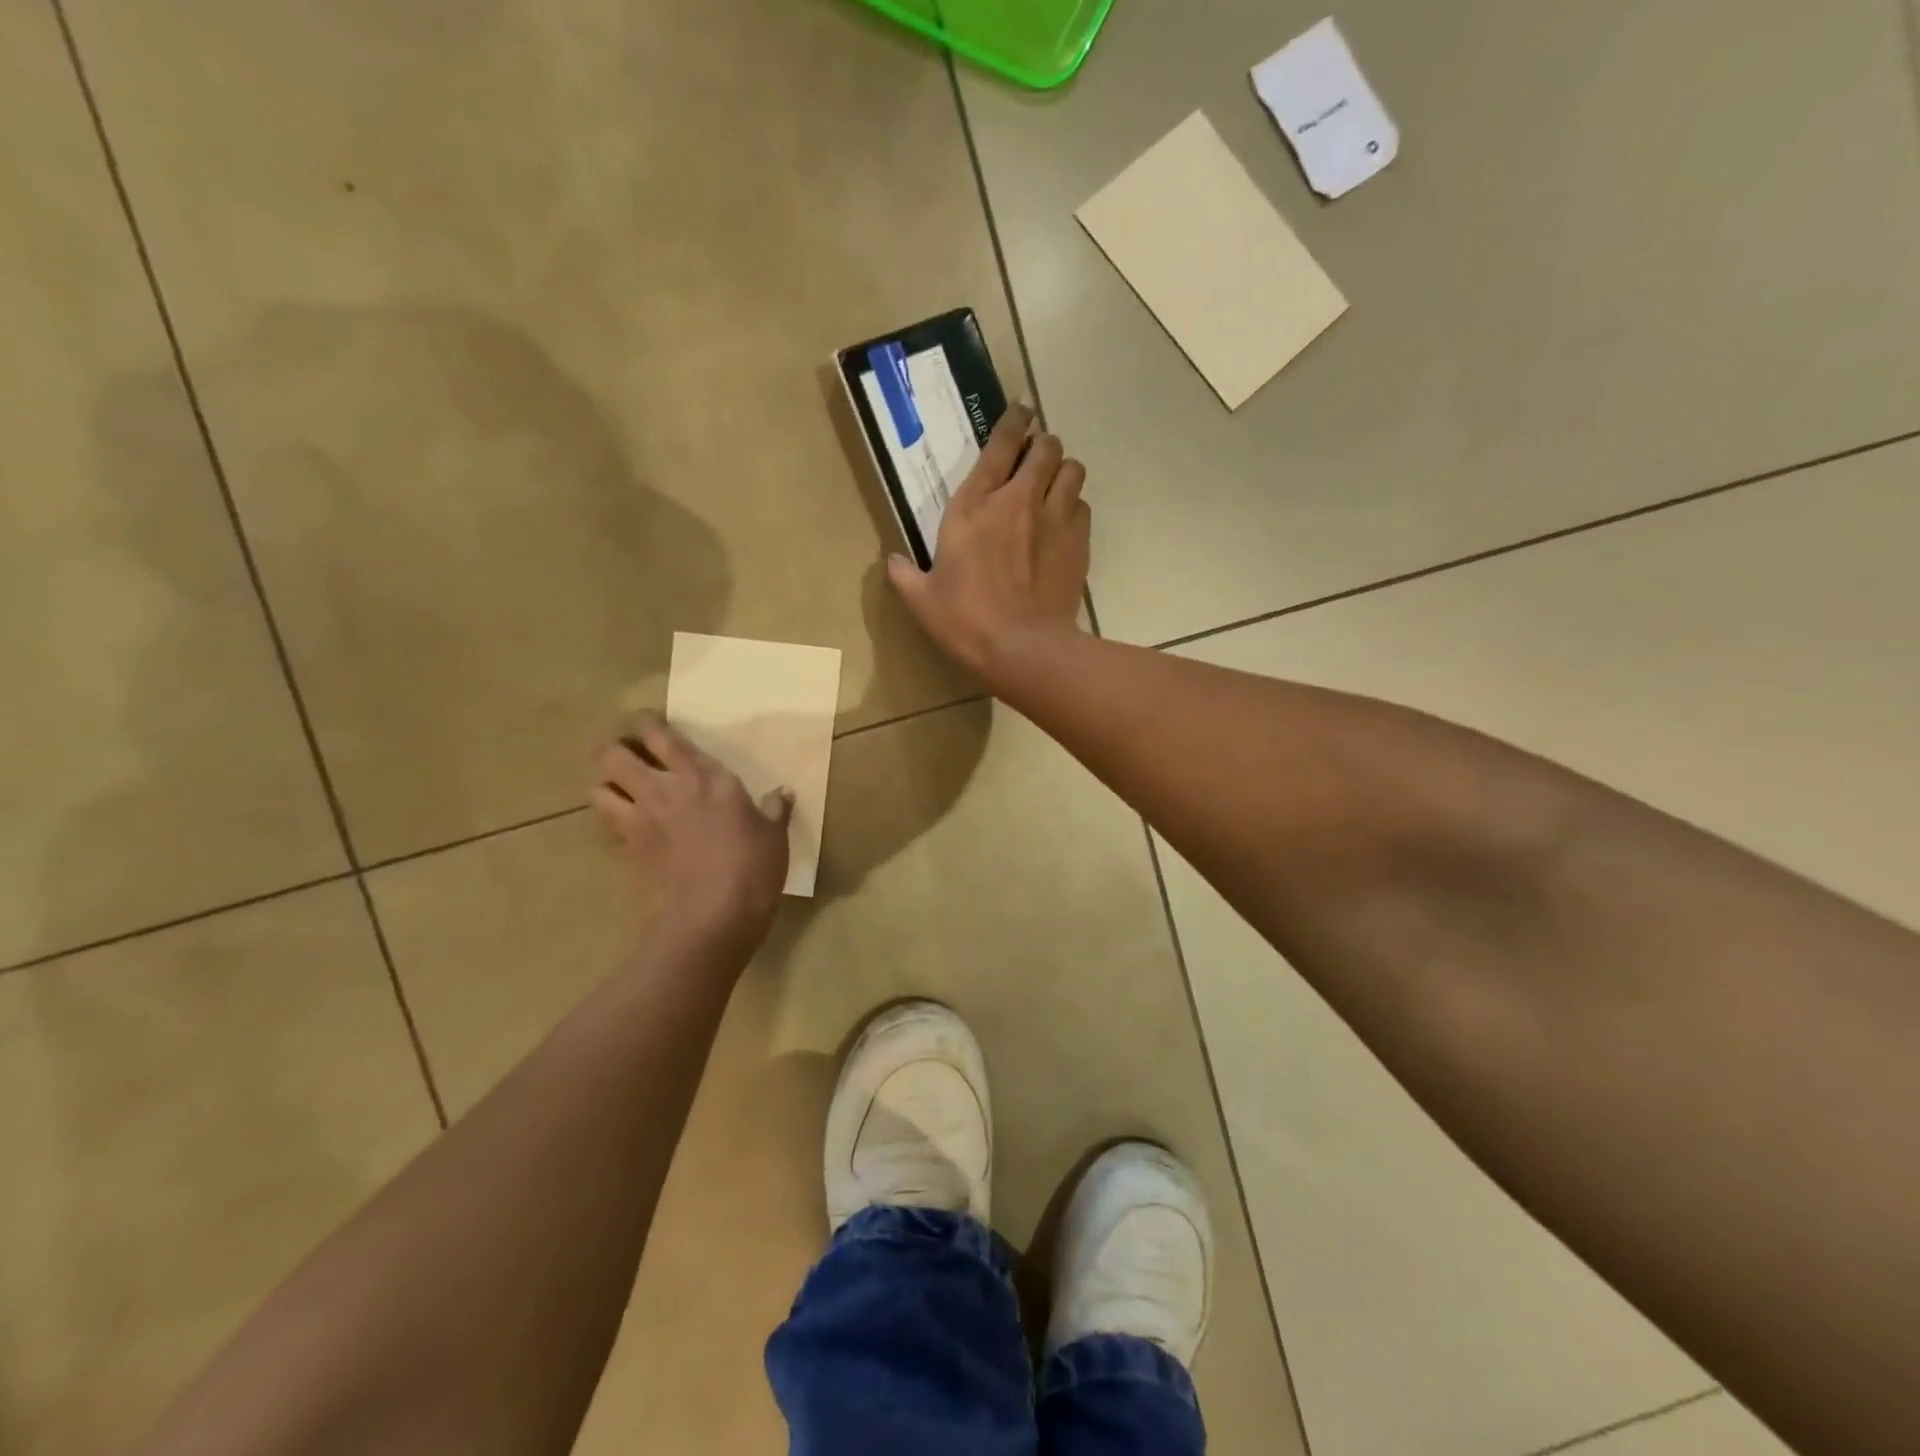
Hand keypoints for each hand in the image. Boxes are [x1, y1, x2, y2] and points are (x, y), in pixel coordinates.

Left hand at [592, 715, 792, 958]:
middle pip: (614, 754)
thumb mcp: (774, 836)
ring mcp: (641, 820)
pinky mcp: (629, 850)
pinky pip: (608, 824)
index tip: (648, 723)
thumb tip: (782, 794)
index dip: (647, 723)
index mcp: (705, 777)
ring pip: (599, 788)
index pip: (662, 736)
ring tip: (622, 790)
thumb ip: (774, 810)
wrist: (713, 915)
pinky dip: (612, 820)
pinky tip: (629, 826)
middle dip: (615, 749)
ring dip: (606, 785)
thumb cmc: (752, 868)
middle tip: (629, 755)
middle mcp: (665, 789)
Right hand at [887, 403, 1089, 683]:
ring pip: (1072, 469)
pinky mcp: (1078, 542)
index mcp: (974, 507)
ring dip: (1062, 470)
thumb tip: (891, 561)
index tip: (1020, 412)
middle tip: (1034, 456)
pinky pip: (1083, 506)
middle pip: (1045, 447)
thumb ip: (904, 574)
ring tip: (1053, 485)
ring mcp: (1054, 519)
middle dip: (1041, 444)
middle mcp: (1018, 500)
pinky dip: (1074, 506)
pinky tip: (1063, 522)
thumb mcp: (922, 600)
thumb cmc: (966, 621)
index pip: (999, 445)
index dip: (1012, 422)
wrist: (1022, 648)